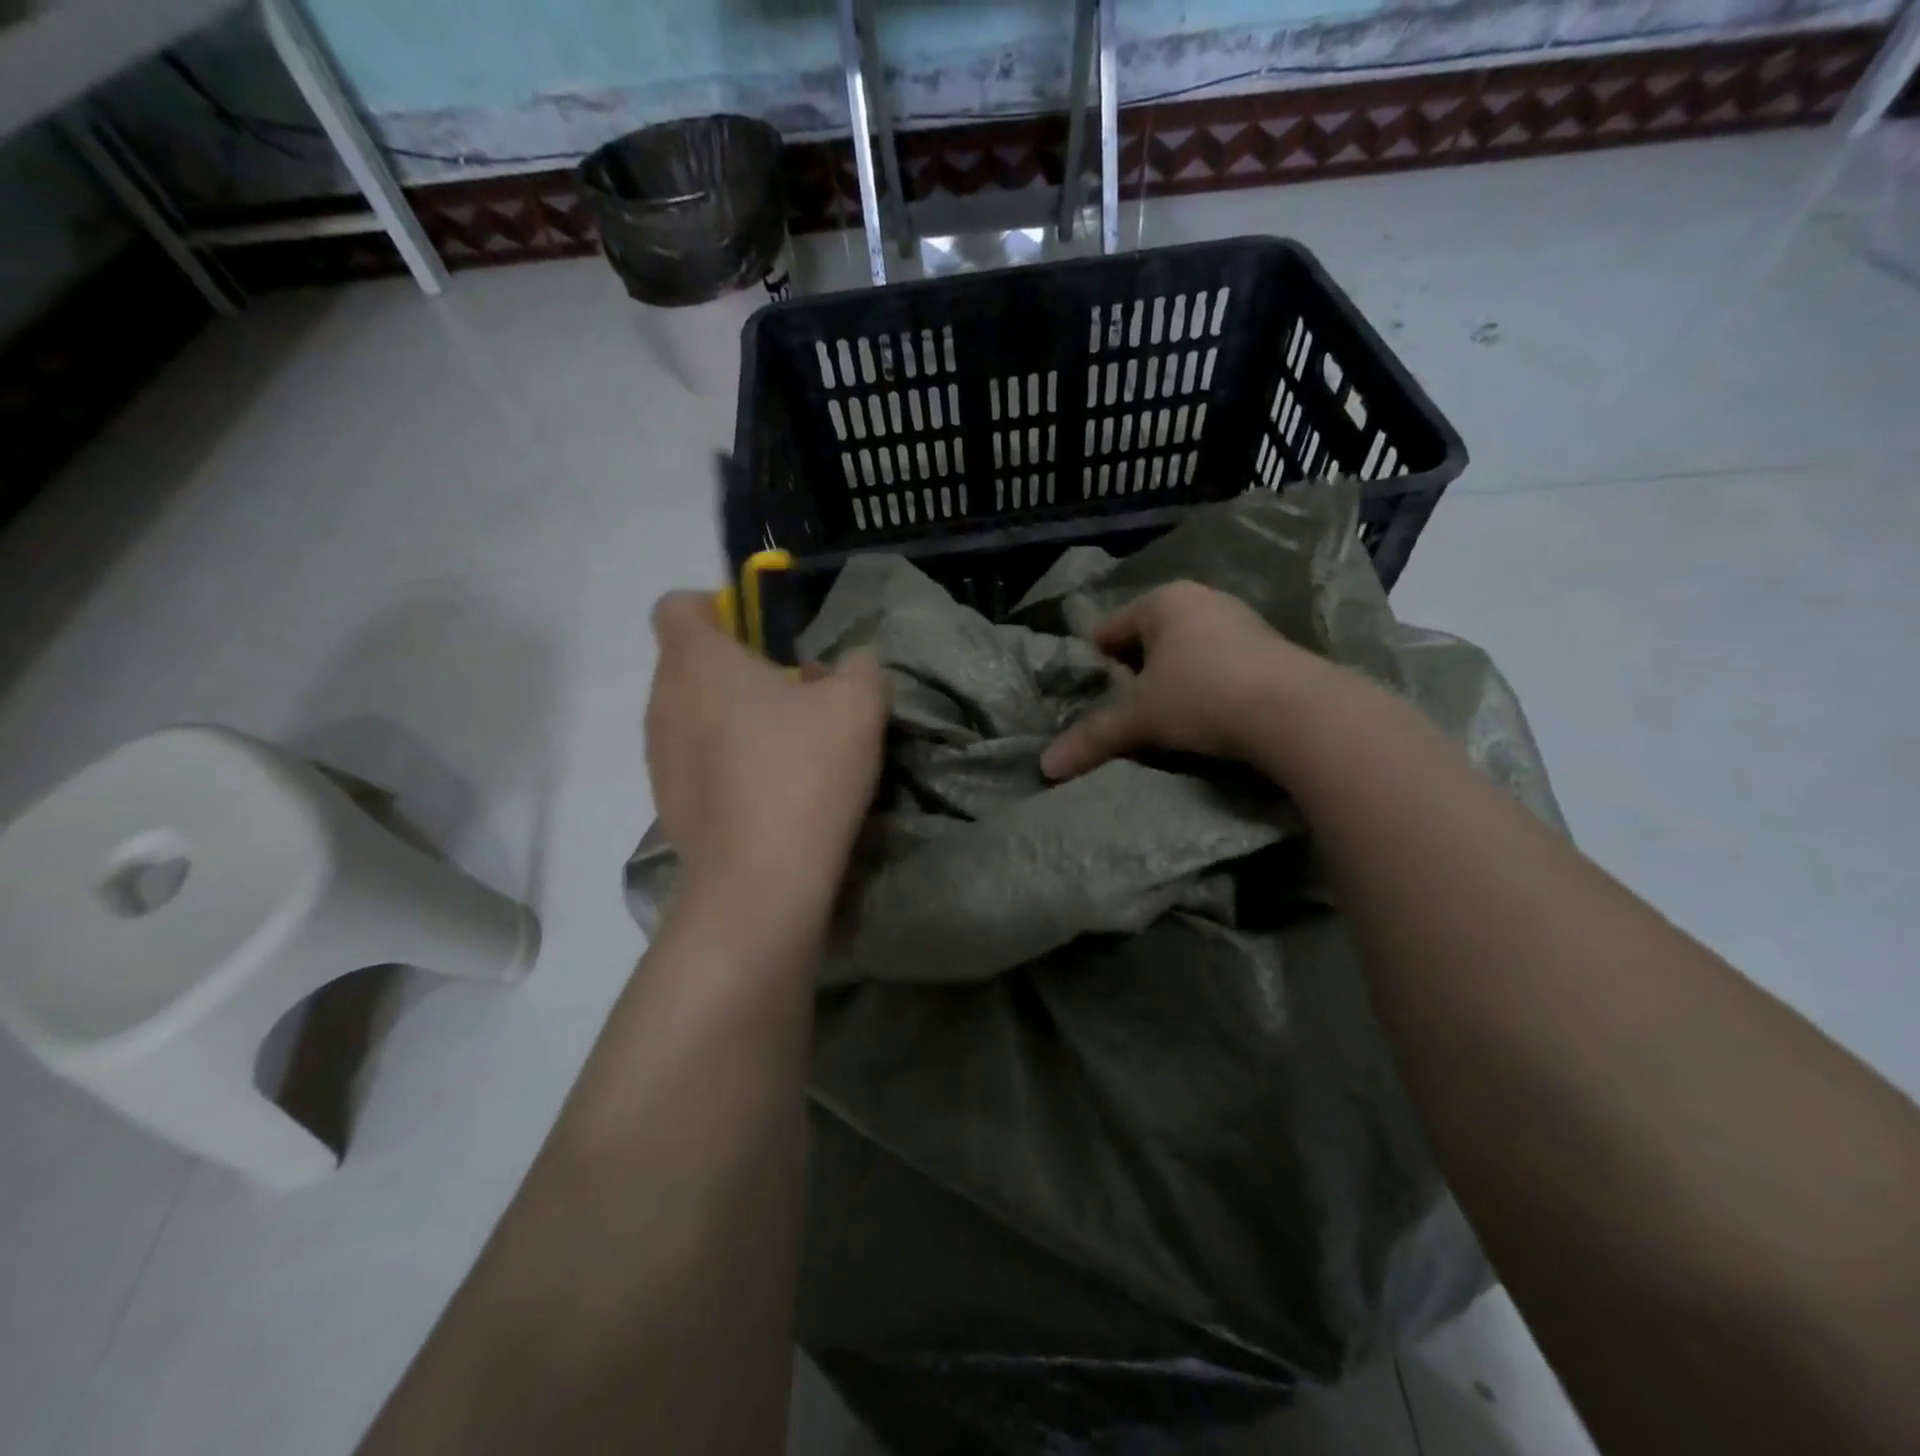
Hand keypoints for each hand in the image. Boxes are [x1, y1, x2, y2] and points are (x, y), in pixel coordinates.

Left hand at [646, 592, 888, 926]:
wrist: (761, 881)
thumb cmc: (805, 773)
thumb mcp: (859, 705)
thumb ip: (858, 666)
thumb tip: (847, 665)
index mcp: (698, 661)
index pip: (678, 605)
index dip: (716, 608)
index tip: (761, 637)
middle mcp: (664, 700)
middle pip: (688, 662)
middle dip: (737, 668)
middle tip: (793, 694)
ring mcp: (658, 755)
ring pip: (691, 713)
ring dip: (730, 717)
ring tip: (785, 748)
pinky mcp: (667, 802)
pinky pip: (694, 760)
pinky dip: (724, 762)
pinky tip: (769, 792)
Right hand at [1040, 581, 1326, 779]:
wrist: (1297, 712)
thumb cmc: (1202, 696)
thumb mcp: (1139, 719)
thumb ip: (1091, 737)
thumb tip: (1044, 767)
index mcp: (1162, 601)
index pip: (1108, 629)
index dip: (1093, 664)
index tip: (1089, 697)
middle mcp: (1201, 599)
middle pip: (1147, 639)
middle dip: (1133, 673)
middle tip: (1124, 711)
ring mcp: (1240, 621)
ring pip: (1185, 651)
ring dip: (1171, 680)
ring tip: (1164, 719)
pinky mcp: (1270, 648)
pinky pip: (1218, 663)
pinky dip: (1205, 686)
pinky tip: (1206, 716)